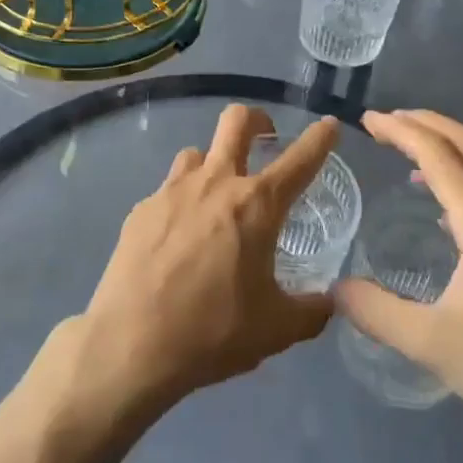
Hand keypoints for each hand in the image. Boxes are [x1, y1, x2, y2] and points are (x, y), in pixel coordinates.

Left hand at [77, 105, 339, 413]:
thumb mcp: (276, 329)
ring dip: (214, 163)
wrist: (131, 343)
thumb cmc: (213, 331)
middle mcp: (215, 184)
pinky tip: (178, 237)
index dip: (320, 138)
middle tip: (265, 138)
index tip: (328, 125)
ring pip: (198, 153)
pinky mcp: (141, 209)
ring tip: (218, 196)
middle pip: (236, 122)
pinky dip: (182, 201)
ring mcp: (172, 191)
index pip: (299, 159)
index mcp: (256, 205)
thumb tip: (331, 302)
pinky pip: (169, 189)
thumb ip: (311, 311)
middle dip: (257, 119)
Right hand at [335, 109, 462, 449]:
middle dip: (426, 124)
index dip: (401, 131)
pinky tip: (452, 209)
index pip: (439, 156)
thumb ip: (377, 312)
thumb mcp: (431, 345)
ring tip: (412, 156)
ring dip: (450, 147)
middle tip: (387, 122)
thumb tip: (335, 290)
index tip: (368, 120)